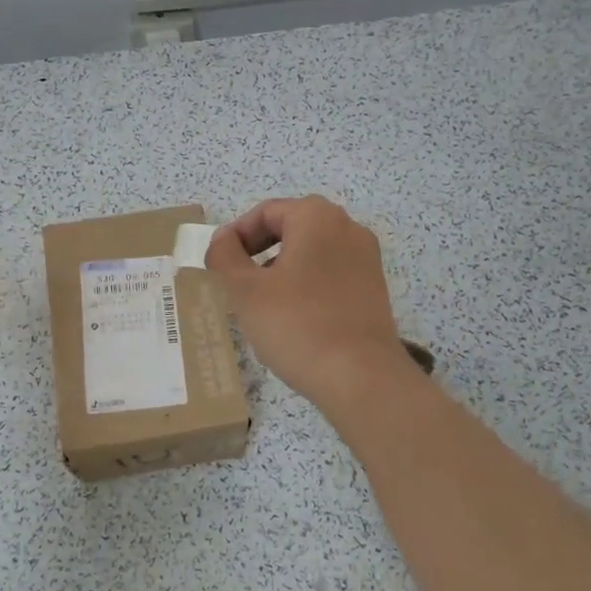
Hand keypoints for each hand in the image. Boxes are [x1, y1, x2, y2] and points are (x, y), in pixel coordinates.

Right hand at [206, 196, 419, 408]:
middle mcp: (347, 228)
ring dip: (281, 270)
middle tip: (236, 283)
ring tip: (261, 305)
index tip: (217, 265)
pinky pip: (330, 274)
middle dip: (258, 252)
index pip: (265, 212)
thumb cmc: (296, 325)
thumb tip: (222, 240)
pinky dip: (306, 285)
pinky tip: (293, 318)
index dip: (235, 236)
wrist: (360, 377)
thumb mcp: (245, 290)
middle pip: (290, 228)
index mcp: (317, 217)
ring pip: (311, 252)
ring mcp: (366, 259)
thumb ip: (225, 256)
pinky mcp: (373, 288)